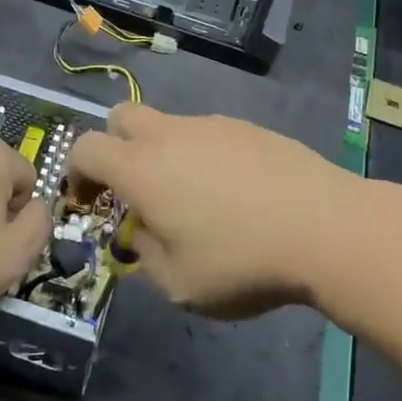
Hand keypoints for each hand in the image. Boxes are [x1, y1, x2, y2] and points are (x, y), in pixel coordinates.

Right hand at [67, 105, 355, 318]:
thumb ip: (145, 255)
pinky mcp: (247, 127)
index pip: (86, 147)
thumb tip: (142, 231)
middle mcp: (170, 135)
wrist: (325, 227)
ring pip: (168, 124)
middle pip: (121, 116)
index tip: (87, 199)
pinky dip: (202, 154)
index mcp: (142, 168)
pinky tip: (234, 192)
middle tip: (132, 188)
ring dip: (162, 152)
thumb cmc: (242, 261)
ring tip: (193, 199)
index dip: (76, 171)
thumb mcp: (179, 284)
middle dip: (114, 146)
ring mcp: (212, 125)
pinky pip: (207, 132)